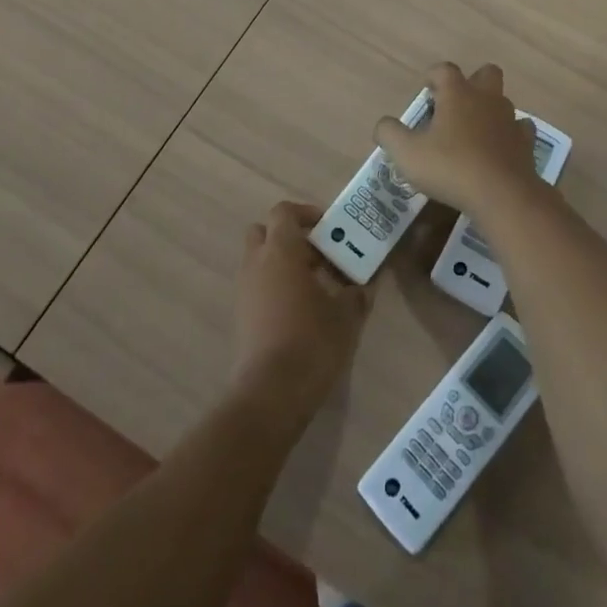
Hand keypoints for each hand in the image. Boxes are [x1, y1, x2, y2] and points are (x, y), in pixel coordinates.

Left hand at [232, 201, 372, 423]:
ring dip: (283, 264)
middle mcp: (256, 263)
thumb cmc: (311, 341)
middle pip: (265, 232)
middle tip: (319, 254)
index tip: (329, 228)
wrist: (270, 394)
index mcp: (281, 250)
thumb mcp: (346, 316)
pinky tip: (301, 311)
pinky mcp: (241, 316)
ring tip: (315, 286)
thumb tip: (365, 286)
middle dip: (290, 237)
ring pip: (260, 260)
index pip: (284, 212)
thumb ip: (356, 294)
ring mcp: (244, 290)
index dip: (306, 213)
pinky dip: (275, 287)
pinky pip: (257, 286)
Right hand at [374, 62, 541, 215]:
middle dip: (472, 82)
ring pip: (502, 101)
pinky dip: (509, 134)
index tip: (425, 90)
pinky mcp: (525, 142)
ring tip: (473, 133)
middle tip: (455, 105)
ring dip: (489, 110)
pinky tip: (499, 149)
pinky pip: (520, 129)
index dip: (433, 76)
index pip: (444, 69)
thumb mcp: (407, 153)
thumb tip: (383, 125)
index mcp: (458, 93)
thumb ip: (390, 134)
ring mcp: (510, 119)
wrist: (502, 195)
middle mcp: (486, 98)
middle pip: (485, 73)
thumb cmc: (450, 167)